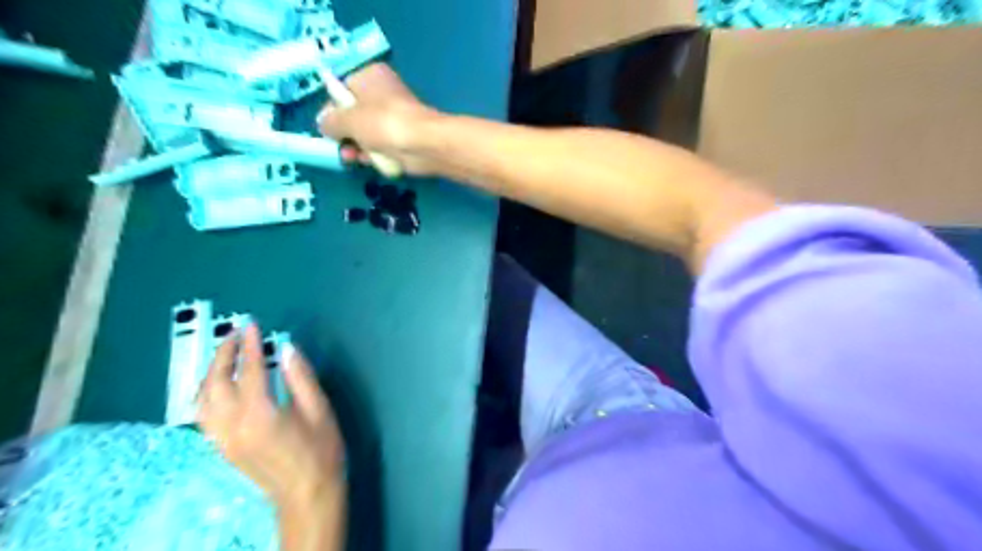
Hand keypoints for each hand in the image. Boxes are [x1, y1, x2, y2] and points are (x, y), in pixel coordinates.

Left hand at [197, 322, 346, 508]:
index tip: (250, 325)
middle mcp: (233, 426)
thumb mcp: (319, 410)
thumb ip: (301, 377)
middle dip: (223, 354)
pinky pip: (203, 415)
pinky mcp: (222, 447)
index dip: (250, 345)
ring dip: (210, 373)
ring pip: (202, 400)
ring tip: (224, 354)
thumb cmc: (321, 451)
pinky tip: (217, 385)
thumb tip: (287, 348)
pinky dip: (206, 393)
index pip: (250, 370)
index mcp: (261, 414)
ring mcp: (223, 439)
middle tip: (234, 334)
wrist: (307, 495)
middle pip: (217, 383)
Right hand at [319, 63, 440, 173]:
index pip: (340, 91)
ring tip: (354, 158)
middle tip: (341, 148)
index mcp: (369, 76)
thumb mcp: (347, 119)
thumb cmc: (382, 123)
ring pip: (366, 133)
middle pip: (353, 115)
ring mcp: (394, 116)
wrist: (423, 145)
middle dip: (345, 134)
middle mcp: (382, 93)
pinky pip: (381, 146)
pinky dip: (375, 155)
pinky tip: (371, 162)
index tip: (326, 128)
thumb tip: (325, 125)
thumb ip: (330, 122)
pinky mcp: (403, 138)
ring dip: (358, 147)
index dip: (331, 111)